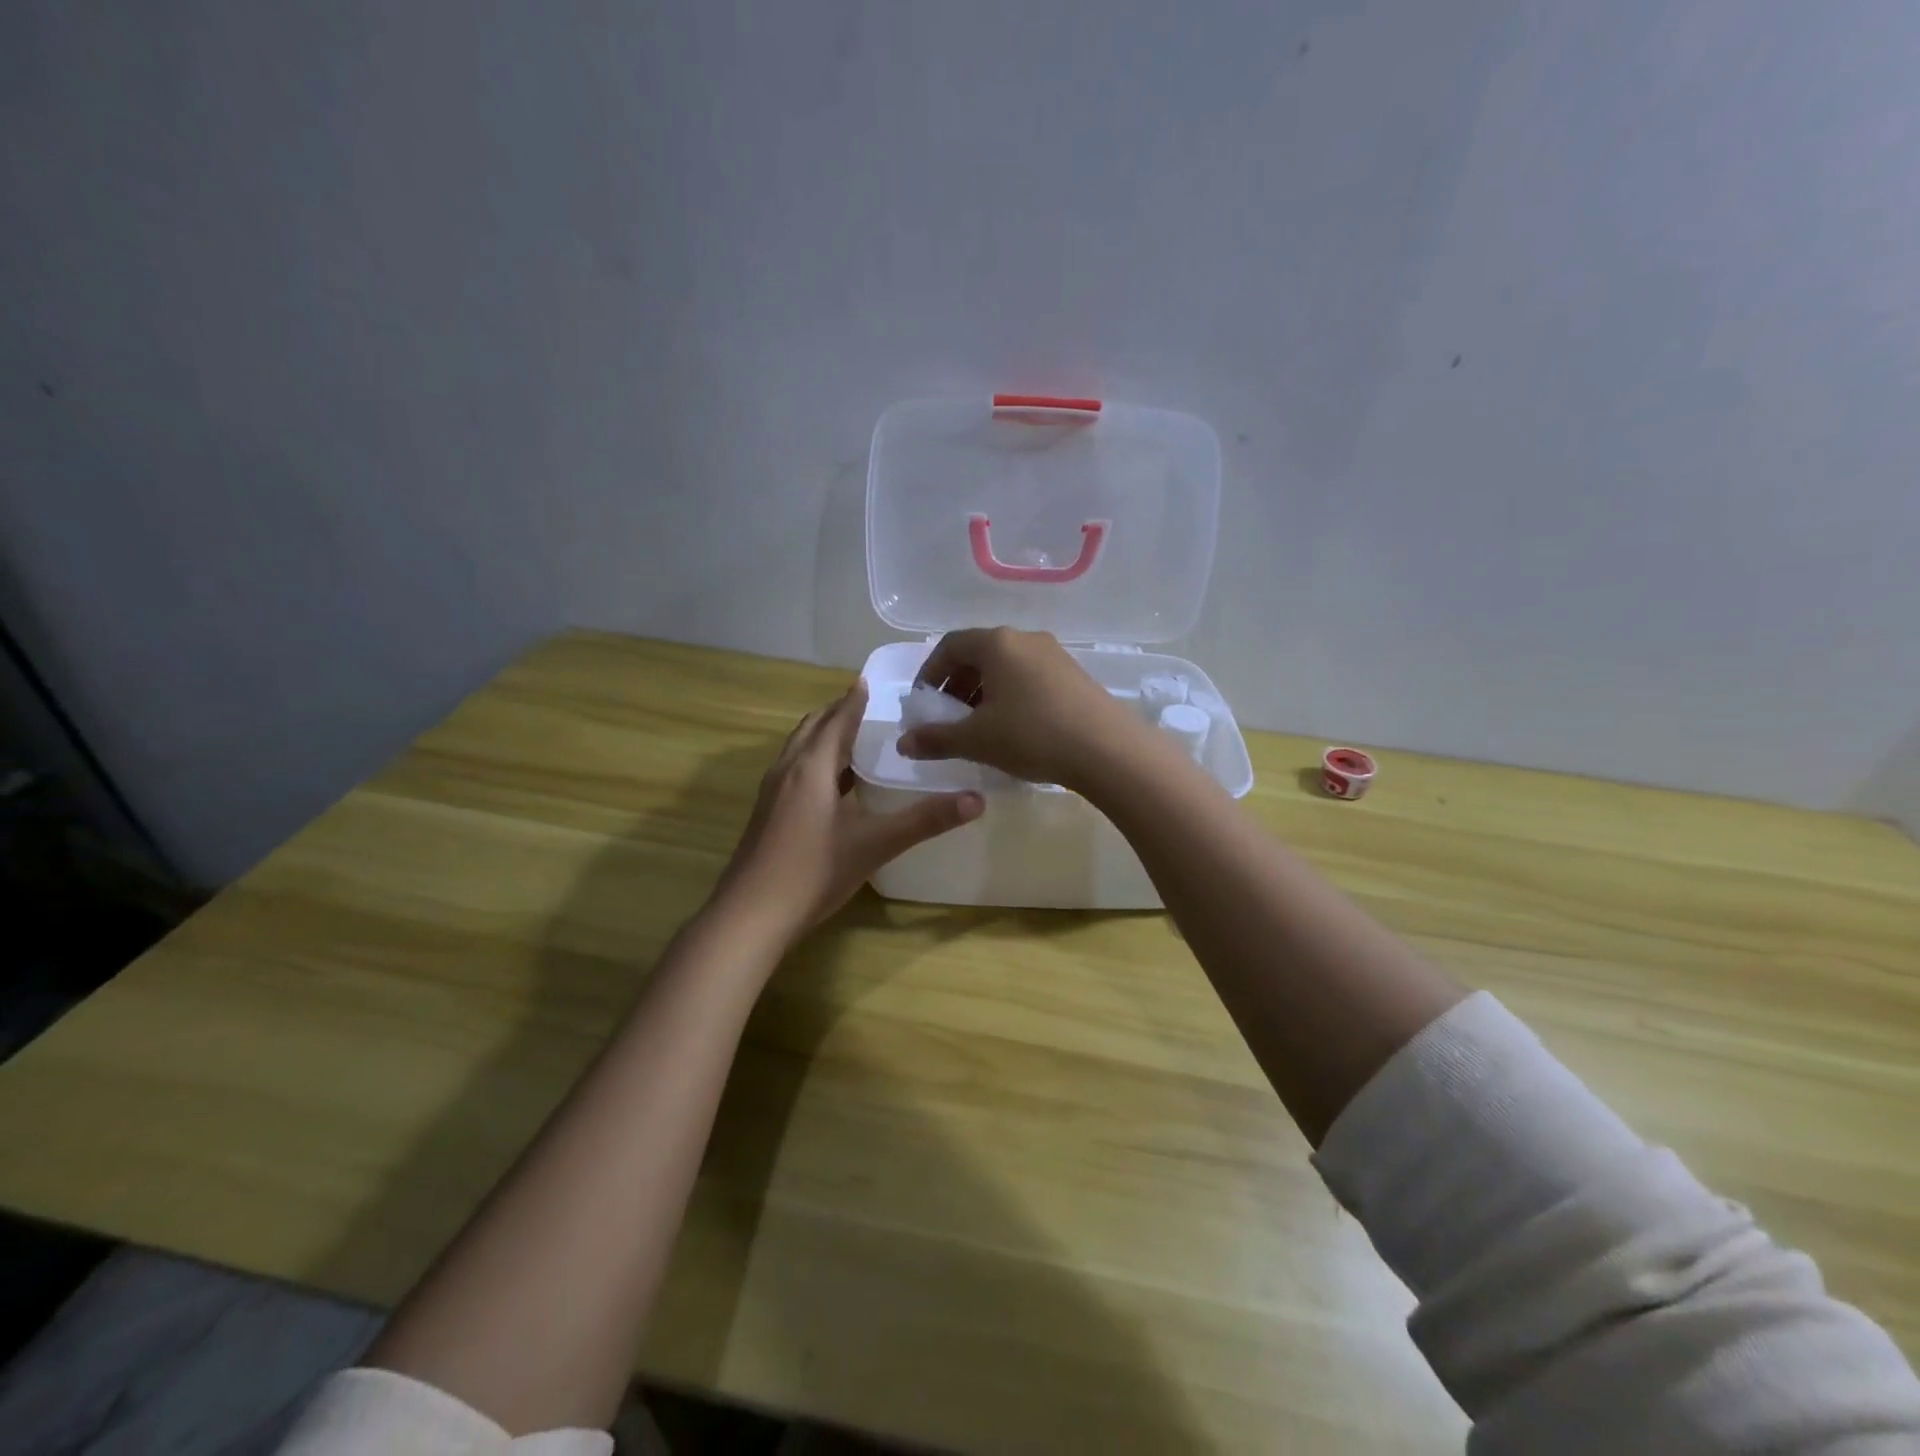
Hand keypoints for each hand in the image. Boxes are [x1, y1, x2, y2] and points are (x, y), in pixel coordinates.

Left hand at [712, 679, 982, 943]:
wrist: (751, 915)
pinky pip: (794, 771)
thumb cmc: (813, 871)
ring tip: (855, 738)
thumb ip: (925, 820)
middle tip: (868, 707)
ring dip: (824, 736)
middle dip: (838, 712)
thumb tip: (976, 800)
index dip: (854, 699)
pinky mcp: (766, 814)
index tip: (870, 680)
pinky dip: (815, 762)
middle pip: (813, 728)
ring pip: (799, 749)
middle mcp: (787, 770)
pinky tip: (833, 785)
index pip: (837, 719)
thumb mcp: (875, 844)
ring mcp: (772, 793)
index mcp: (811, 767)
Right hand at [898, 627, 1148, 791]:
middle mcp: (1025, 639)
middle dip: (957, 685)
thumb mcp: (977, 740)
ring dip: (984, 692)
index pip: (950, 646)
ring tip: (979, 727)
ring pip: (1006, 667)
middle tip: (948, 718)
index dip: (930, 673)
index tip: (923, 703)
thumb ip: (936, 738)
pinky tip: (1014, 729)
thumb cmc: (1032, 735)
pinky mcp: (1074, 675)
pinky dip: (1010, 696)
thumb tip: (903, 743)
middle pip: (979, 654)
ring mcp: (1054, 655)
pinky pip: (1029, 678)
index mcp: (997, 643)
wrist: (1108, 750)